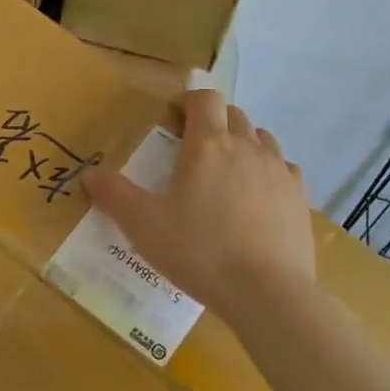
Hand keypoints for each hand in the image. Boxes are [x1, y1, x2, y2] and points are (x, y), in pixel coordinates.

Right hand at [84, 90, 316, 319]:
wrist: (266, 292)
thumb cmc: (198, 251)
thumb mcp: (143, 225)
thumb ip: (114, 195)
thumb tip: (89, 174)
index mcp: (208, 145)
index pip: (205, 99)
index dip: (187, 101)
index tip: (172, 120)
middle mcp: (247, 147)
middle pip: (233, 114)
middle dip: (212, 121)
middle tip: (191, 150)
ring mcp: (278, 171)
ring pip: (262, 138)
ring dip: (242, 143)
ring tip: (225, 173)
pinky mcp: (299, 198)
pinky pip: (283, 168)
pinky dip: (268, 171)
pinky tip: (256, 197)